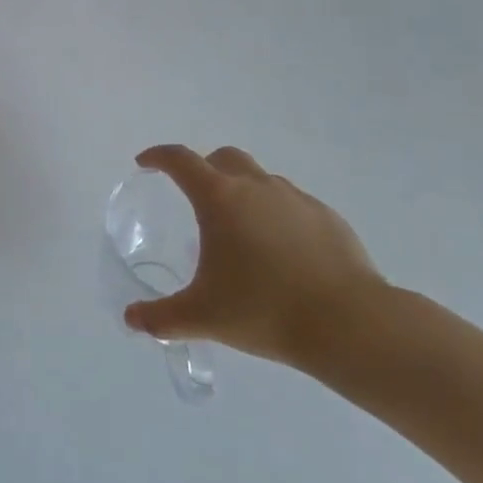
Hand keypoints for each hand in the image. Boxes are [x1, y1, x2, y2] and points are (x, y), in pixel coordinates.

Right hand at [123, 145, 386, 372]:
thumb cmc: (264, 310)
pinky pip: (293, 205)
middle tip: (196, 197)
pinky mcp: (328, 218)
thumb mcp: (203, 317)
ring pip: (261, 180)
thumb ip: (161, 317)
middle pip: (223, 158)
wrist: (350, 325)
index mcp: (219, 198)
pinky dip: (278, 216)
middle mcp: (256, 187)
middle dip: (204, 168)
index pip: (180, 160)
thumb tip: (131, 319)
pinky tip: (282, 252)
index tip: (145, 163)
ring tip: (242, 231)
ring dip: (244, 192)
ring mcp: (295, 199)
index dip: (158, 157)